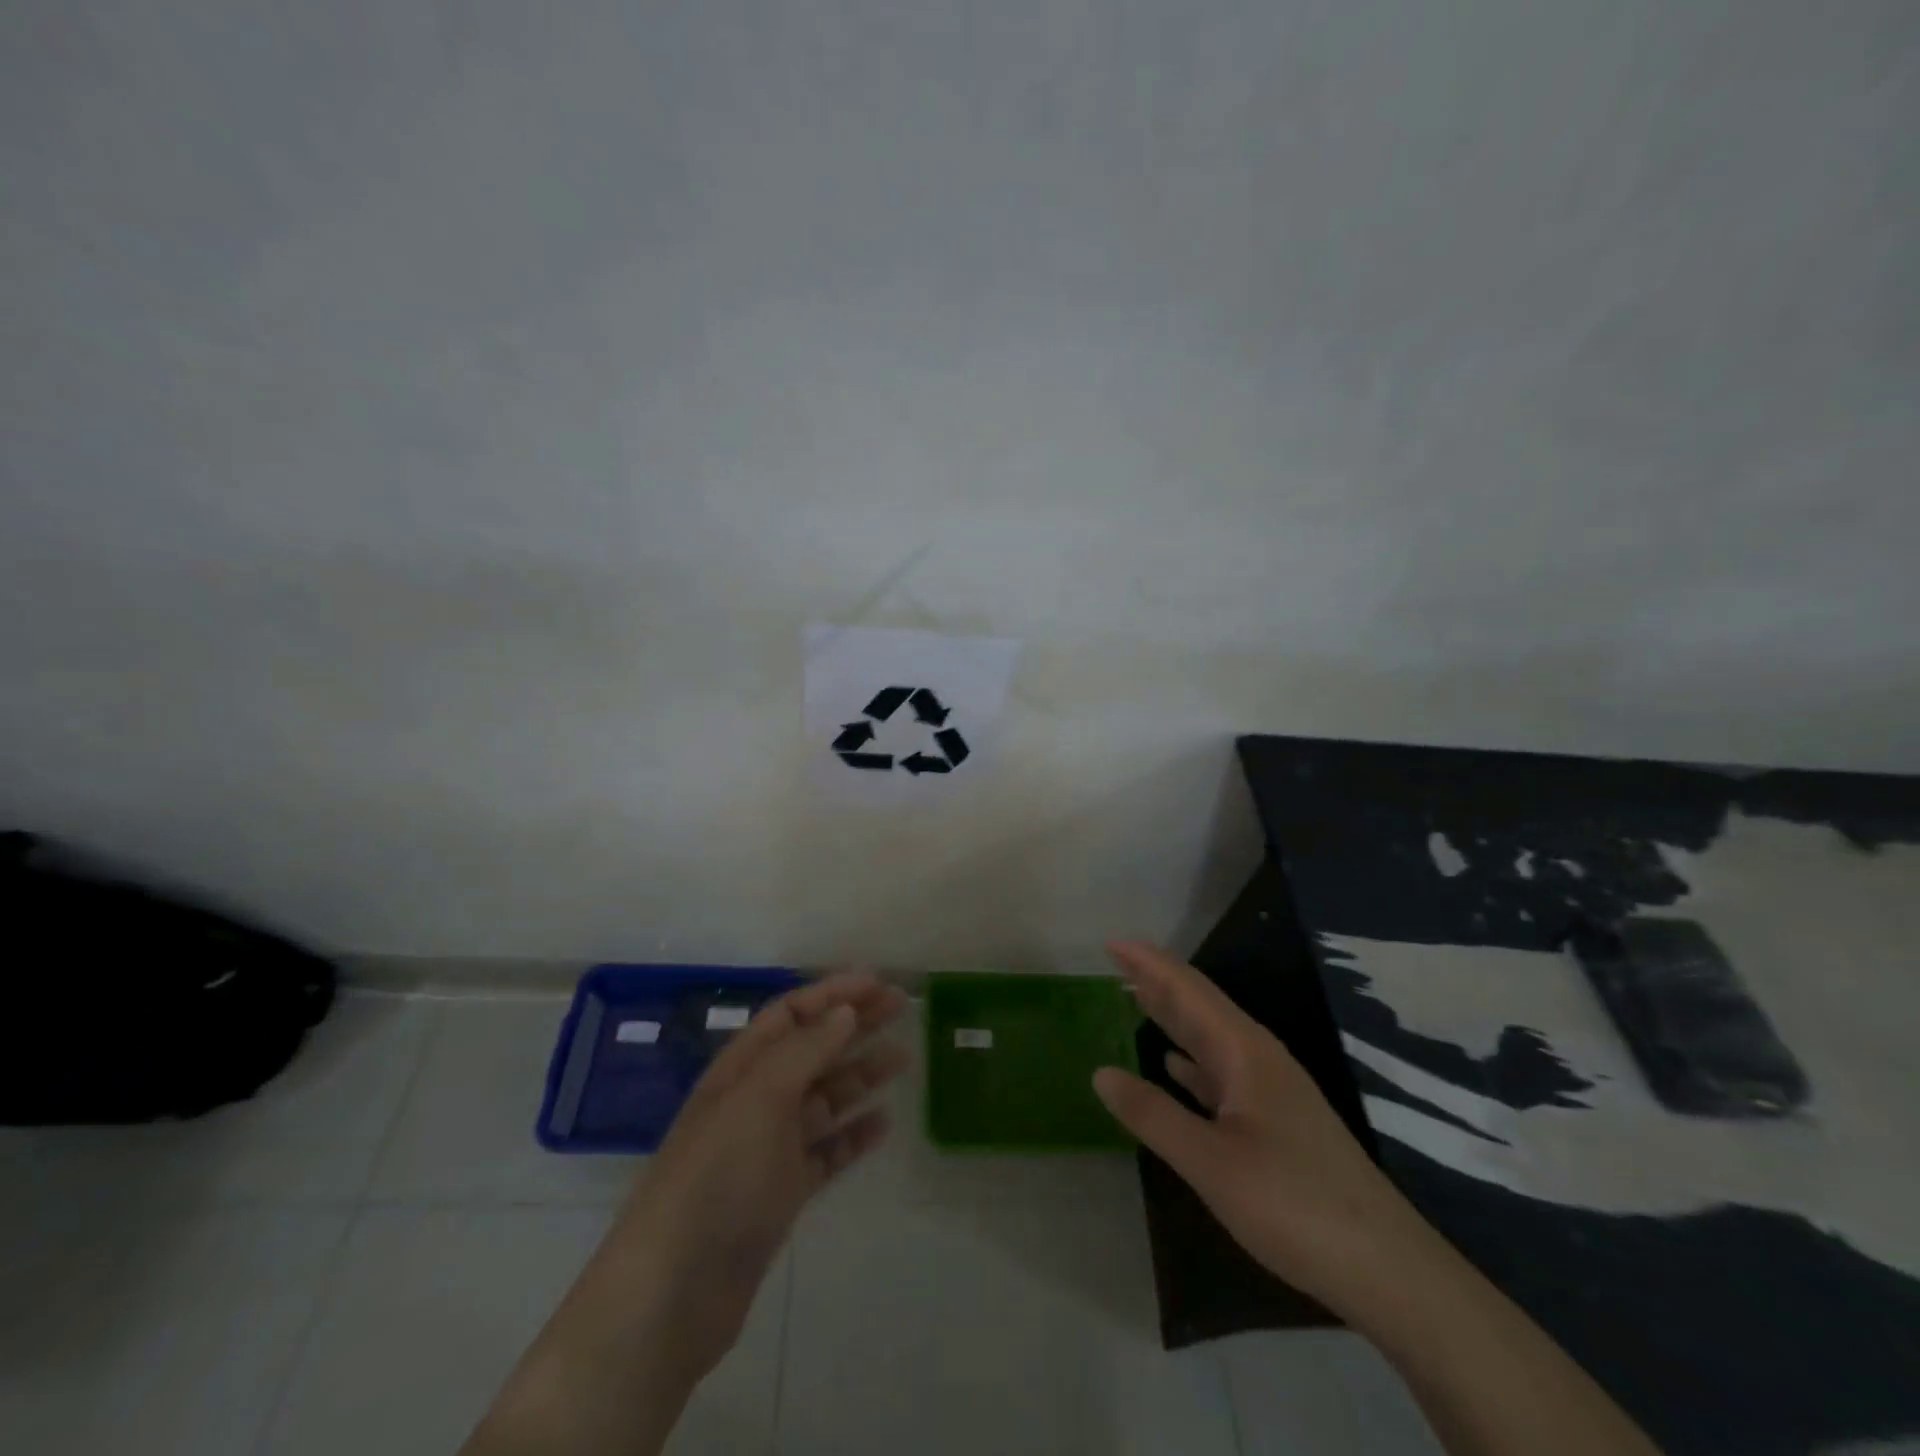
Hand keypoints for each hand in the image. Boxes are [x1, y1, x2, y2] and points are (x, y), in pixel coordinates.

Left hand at [604, 972, 909, 1379]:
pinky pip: (827, 1152)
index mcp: (741, 1069)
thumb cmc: (716, 1176)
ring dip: (862, 1075)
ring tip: (903, 1058)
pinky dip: (854, 1135)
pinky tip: (885, 1124)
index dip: (832, 993)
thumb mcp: (759, 1099)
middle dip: (854, 1024)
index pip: (790, 1014)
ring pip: (825, 1098)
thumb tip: (844, 1010)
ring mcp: (769, 1149)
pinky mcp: (782, 1193)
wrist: (673, 1293)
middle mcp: (756, 1100)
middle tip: (901, 1007)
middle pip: (812, 1049)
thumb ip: (805, 1051)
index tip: (876, 982)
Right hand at [1091, 942, 1442, 1320]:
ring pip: (1210, 1039)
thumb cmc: (1294, 1204)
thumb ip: (1153, 1114)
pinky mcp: (1276, 1121)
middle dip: (1157, 982)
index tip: (1111, 942)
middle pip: (1200, 1006)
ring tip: (1135, 999)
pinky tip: (1174, 1065)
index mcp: (1245, 1052)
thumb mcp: (1211, 1162)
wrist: (1386, 1268)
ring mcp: (1270, 1090)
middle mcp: (1258, 1059)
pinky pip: (1221, 1073)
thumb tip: (1100, 1073)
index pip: (1188, 990)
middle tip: (1115, 963)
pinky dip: (1191, 1061)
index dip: (1149, 963)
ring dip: (1172, 1017)